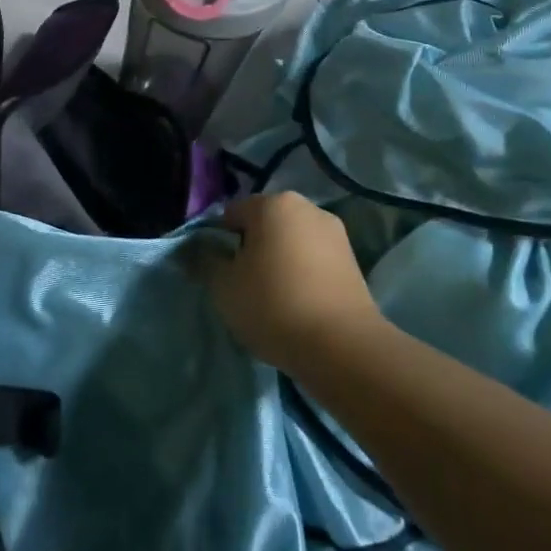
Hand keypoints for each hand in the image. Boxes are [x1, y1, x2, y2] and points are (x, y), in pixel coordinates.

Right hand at [210, 193, 383, 371]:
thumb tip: (196, 249)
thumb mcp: (223, 286)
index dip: (219, 242)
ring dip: (278, 261)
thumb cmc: (272, 305)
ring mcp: (336, 233)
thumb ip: (204, 261)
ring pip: (291, 242)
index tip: (219, 272)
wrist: (341, 347)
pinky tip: (297, 304)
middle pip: (264, 224)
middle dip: (251, 248)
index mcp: (273, 204)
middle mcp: (307, 208)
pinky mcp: (354, 261)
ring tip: (272, 299)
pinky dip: (302, 274)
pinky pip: (313, 260)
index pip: (231, 215)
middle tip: (243, 285)